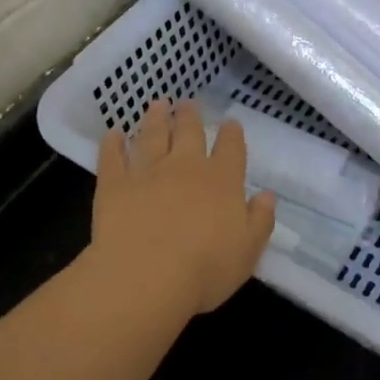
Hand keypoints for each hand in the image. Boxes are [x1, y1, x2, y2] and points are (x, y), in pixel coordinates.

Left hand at [86, 100, 276, 322]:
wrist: (146, 276)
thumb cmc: (205, 270)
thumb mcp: (248, 251)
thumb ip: (259, 220)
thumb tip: (267, 195)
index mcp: (222, 181)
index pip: (230, 148)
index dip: (231, 133)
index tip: (230, 123)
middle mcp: (185, 166)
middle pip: (189, 132)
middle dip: (190, 115)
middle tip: (187, 103)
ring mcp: (147, 171)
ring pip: (151, 135)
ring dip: (155, 118)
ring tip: (157, 105)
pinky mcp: (114, 183)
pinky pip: (112, 156)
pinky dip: (112, 143)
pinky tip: (112, 134)